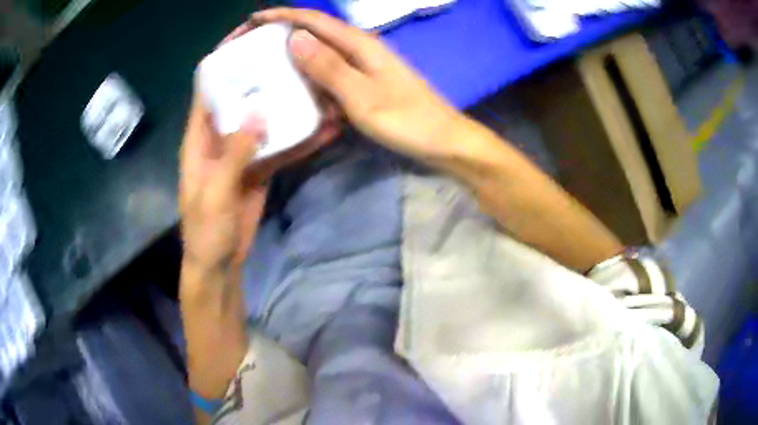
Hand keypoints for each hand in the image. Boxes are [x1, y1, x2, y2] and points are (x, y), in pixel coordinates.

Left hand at [179, 25, 339, 271]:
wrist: (219, 262)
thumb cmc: (205, 230)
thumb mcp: (214, 193)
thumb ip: (233, 153)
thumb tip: (258, 112)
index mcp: (199, 137)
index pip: (207, 86)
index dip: (222, 58)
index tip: (247, 35)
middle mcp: (220, 136)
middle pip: (240, 94)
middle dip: (260, 72)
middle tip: (290, 52)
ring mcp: (242, 150)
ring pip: (264, 117)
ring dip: (285, 101)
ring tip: (312, 81)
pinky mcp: (260, 166)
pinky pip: (280, 145)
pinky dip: (299, 137)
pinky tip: (322, 126)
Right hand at [252, 8, 464, 161]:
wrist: (443, 141)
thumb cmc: (407, 120)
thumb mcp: (362, 95)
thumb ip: (328, 66)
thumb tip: (294, 37)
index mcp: (359, 44)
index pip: (314, 20)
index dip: (282, 16)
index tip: (252, 20)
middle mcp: (361, 48)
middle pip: (316, 33)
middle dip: (283, 35)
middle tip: (251, 49)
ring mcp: (365, 66)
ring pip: (322, 54)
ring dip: (295, 58)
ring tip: (264, 68)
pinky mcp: (367, 83)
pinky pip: (332, 74)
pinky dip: (312, 78)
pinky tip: (298, 90)